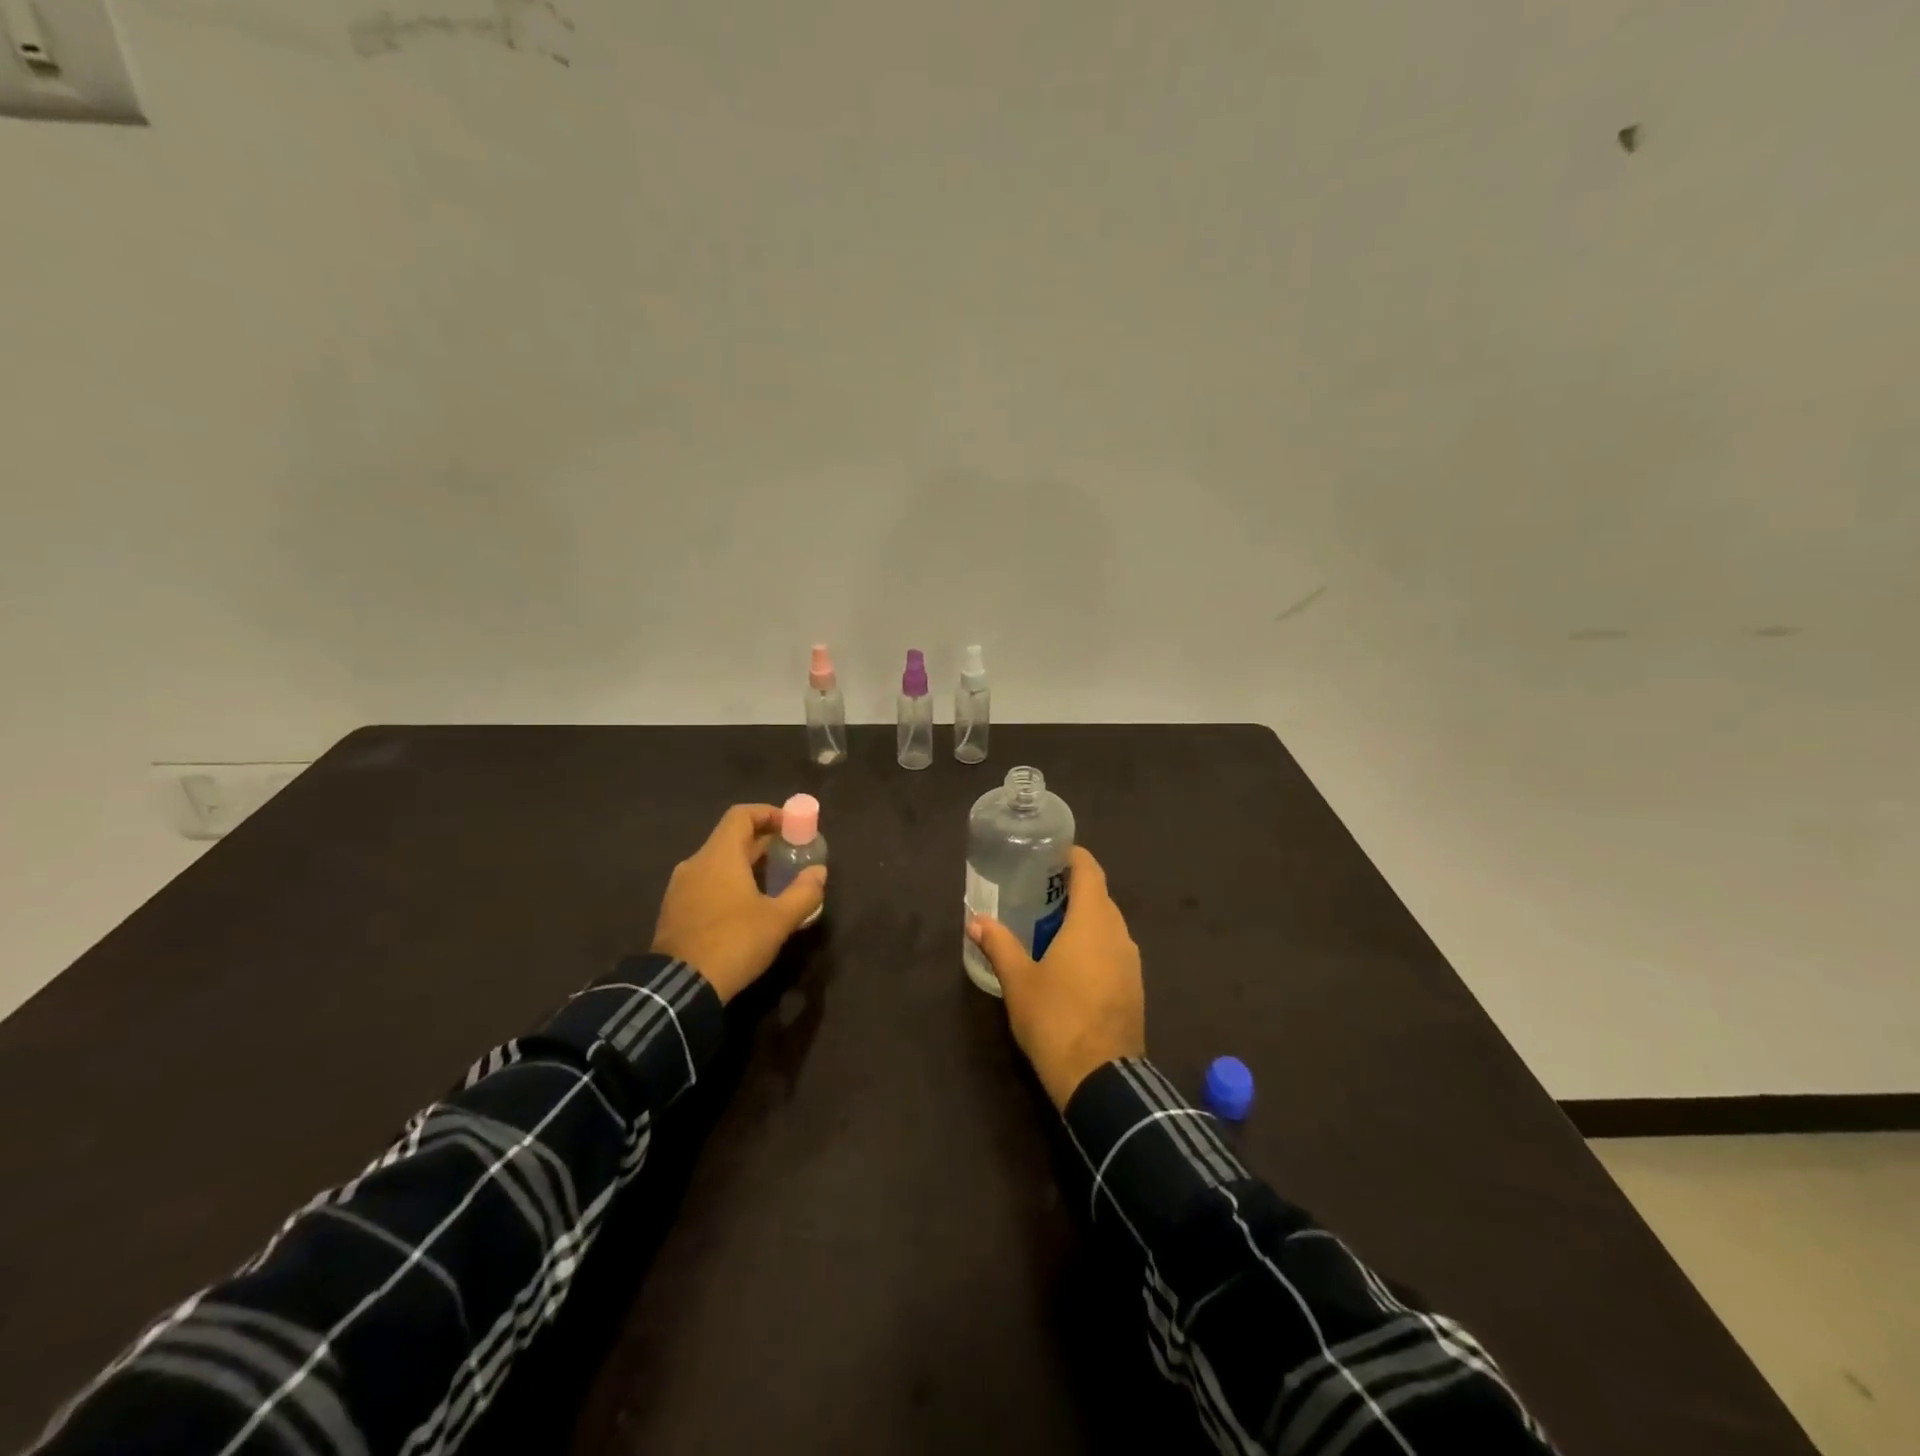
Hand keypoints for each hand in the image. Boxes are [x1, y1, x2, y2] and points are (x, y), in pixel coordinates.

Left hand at [652, 804, 826, 1002]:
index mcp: (719, 855)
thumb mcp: (778, 920)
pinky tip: (746, 909)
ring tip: (772, 884)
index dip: (768, 813)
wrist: (678, 989)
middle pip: (731, 839)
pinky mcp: (674, 912)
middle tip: (790, 857)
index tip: (791, 826)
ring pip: (718, 864)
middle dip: (763, 843)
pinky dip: (728, 885)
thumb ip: (803, 892)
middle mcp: (696, 863)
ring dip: (746, 866)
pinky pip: (706, 885)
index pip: (741, 815)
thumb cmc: (733, 942)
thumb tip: (819, 872)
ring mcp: (680, 888)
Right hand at [968, 846, 1144, 1110]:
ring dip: (1084, 919)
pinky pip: (1114, 950)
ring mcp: (1131, 961)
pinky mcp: (1135, 987)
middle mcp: (1118, 933)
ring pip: (1108, 925)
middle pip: (1099, 897)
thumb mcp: (1019, 981)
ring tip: (1051, 926)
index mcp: (1092, 921)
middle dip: (1073, 889)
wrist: (1102, 1080)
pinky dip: (1094, 944)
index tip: (1051, 853)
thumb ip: (999, 945)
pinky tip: (1071, 962)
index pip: (1089, 871)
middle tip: (1039, 891)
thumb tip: (976, 921)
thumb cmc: (1056, 1019)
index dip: (1073, 857)